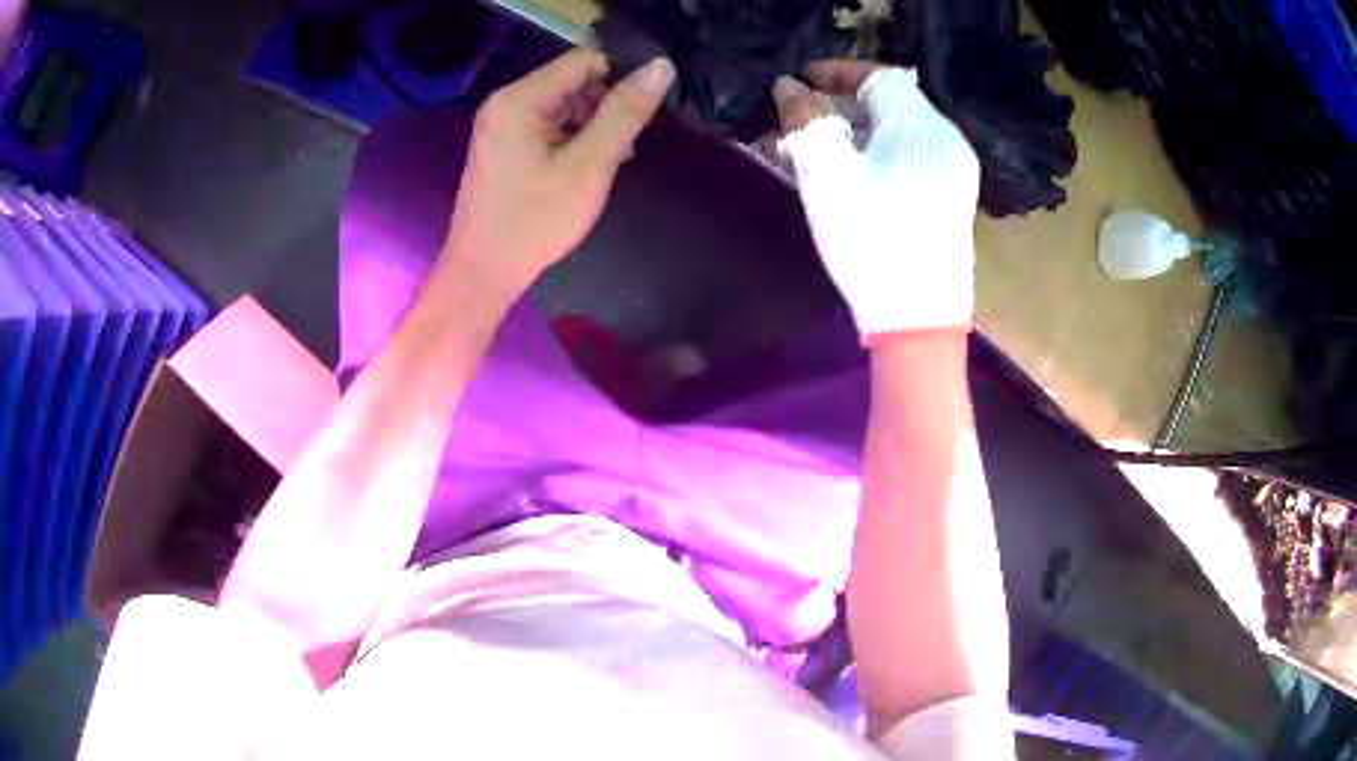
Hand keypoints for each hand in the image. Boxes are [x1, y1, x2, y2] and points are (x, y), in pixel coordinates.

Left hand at [441, 48, 674, 299]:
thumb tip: (661, 68)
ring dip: (595, 126)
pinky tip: (590, 168)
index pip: (584, 61)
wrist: (482, 273)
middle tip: (628, 146)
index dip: (622, 78)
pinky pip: (550, 128)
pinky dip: (575, 141)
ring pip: (565, 106)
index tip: (647, 110)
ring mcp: (503, 126)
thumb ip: (624, 114)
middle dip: (607, 106)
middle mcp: (507, 103)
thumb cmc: (533, 221)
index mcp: (519, 99)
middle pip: (574, 82)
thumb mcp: (589, 165)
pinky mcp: (506, 148)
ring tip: (612, 161)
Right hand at [772, 61, 980, 339]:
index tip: (797, 81)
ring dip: (850, 133)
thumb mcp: (827, 175)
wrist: (918, 320)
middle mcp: (946, 141)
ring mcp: (952, 172)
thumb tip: (790, 87)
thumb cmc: (872, 240)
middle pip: (888, 104)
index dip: (835, 72)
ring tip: (808, 152)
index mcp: (923, 127)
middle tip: (794, 123)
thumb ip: (806, 120)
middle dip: (836, 106)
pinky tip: (842, 175)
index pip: (879, 76)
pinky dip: (871, 155)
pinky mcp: (949, 199)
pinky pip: (906, 158)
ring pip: (894, 133)